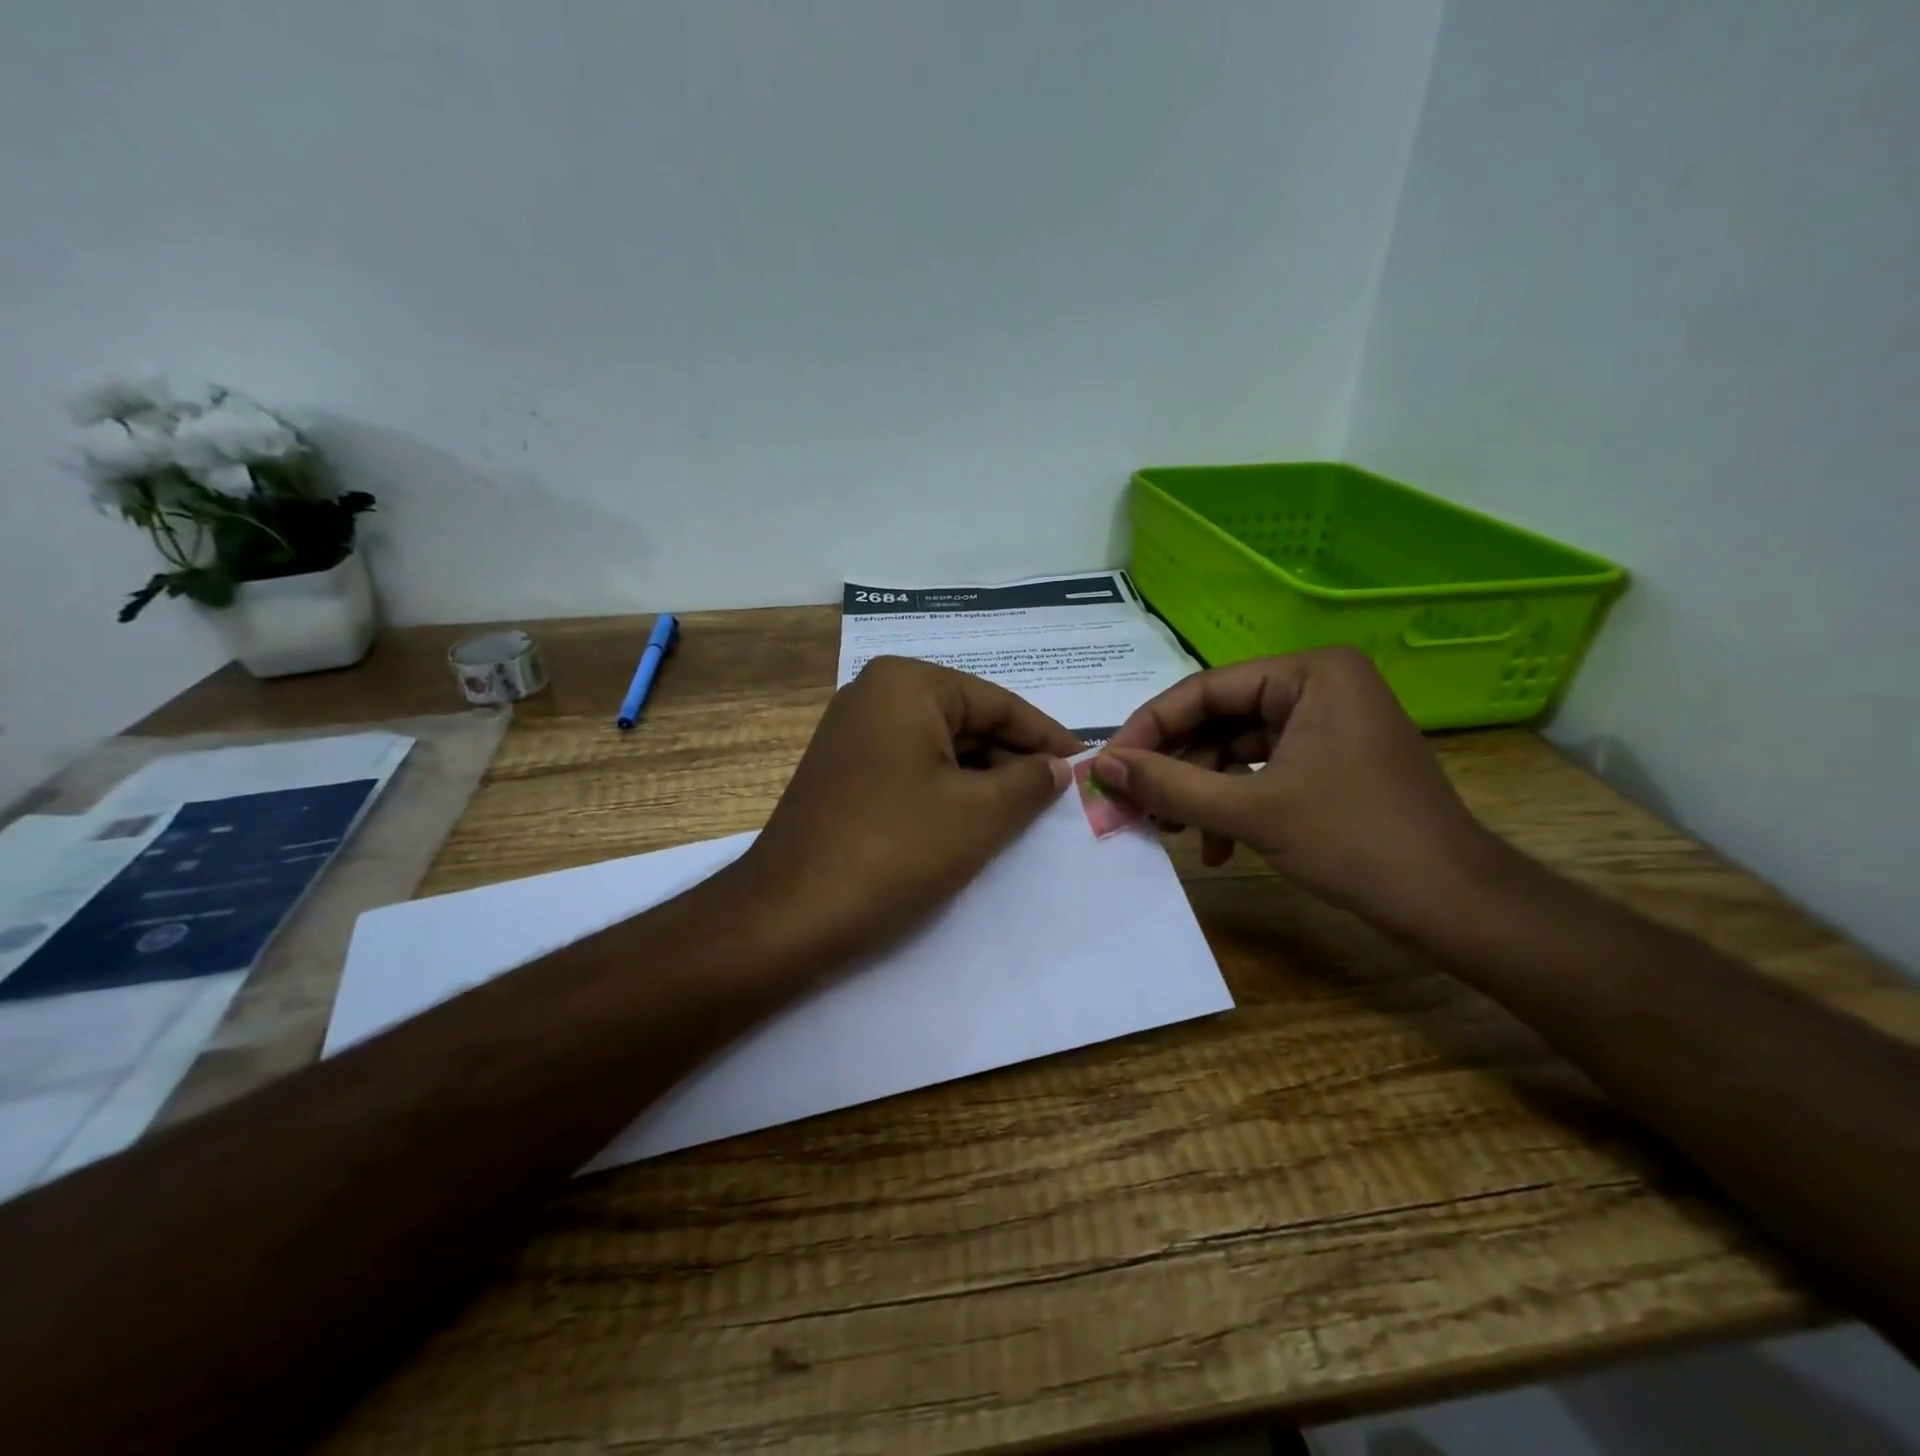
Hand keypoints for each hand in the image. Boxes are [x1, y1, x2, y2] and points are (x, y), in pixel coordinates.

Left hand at [733, 656, 1079, 970]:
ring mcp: (852, 734)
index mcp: (907, 685)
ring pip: (940, 749)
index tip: (1086, 765)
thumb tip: (1058, 767)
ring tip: (1025, 816)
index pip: (998, 704)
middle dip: (1014, 761)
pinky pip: (912, 770)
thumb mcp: (981, 814)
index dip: (1047, 737)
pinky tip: (976, 823)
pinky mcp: (843, 773)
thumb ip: (1030, 781)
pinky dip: (948, 792)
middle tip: (1059, 799)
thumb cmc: (894, 851)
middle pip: (968, 722)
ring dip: (983, 781)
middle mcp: (874, 694)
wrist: (788, 916)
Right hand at [1093, 648, 1497, 933]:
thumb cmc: (1354, 841)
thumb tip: (1101, 766)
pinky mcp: (1330, 761)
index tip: (1107, 767)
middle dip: (1175, 768)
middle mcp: (1318, 686)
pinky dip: (1233, 805)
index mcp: (1309, 673)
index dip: (1148, 729)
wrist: (1453, 904)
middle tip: (1133, 803)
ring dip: (1200, 793)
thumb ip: (1169, 785)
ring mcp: (1326, 725)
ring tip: (1169, 832)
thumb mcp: (1250, 810)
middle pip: (1218, 720)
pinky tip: (1217, 848)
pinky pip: (1262, 771)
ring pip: (1235, 750)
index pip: (1204, 690)